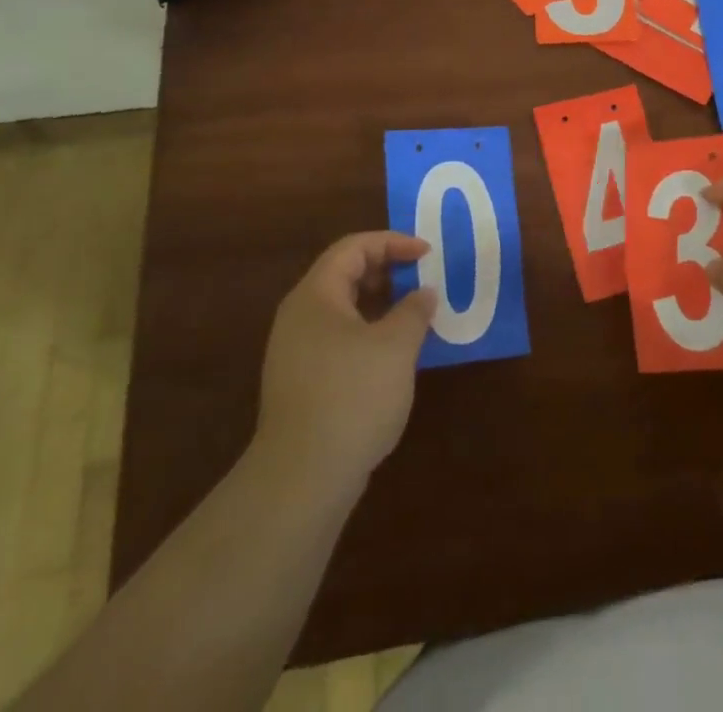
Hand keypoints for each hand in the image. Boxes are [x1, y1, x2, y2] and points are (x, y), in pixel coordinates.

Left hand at [254, 232, 435, 490]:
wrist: (302, 479)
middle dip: (386, 270)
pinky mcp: (301, 382)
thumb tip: (424, 294)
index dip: (393, 243)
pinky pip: (338, 338)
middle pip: (343, 274)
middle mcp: (299, 316)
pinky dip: (368, 331)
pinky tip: (393, 354)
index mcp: (316, 296)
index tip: (427, 254)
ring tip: (414, 314)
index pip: (353, 248)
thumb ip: (414, 311)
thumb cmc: (352, 396)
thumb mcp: (396, 346)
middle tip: (422, 278)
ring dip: (380, 303)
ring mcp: (296, 352)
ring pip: (342, 308)